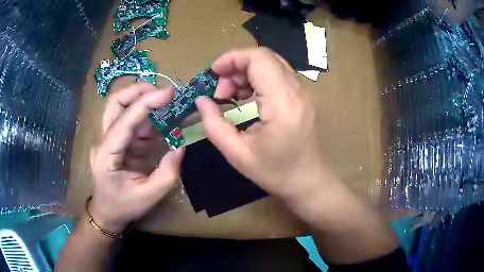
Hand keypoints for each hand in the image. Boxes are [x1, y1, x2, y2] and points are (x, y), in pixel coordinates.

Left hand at [89, 83, 183, 232]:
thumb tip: (180, 146)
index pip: (124, 121)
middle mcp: (104, 141)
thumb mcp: (149, 196)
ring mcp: (110, 139)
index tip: (169, 93)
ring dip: (143, 100)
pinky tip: (163, 118)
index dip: (146, 103)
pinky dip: (148, 116)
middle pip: (115, 103)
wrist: (107, 212)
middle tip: (163, 93)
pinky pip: (132, 121)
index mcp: (107, 155)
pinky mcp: (119, 141)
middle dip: (138, 91)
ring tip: (166, 102)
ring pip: (121, 107)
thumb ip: (167, 173)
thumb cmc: (124, 206)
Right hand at [195, 48, 331, 199]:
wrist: (310, 183)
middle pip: (265, 57)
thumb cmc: (276, 173)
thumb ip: (214, 124)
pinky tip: (248, 100)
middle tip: (221, 91)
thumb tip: (201, 100)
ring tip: (232, 96)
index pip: (258, 59)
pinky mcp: (305, 98)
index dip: (232, 58)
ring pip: (272, 65)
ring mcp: (305, 93)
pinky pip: (279, 76)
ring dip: (247, 73)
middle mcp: (297, 91)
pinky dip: (259, 80)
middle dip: (237, 67)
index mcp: (282, 103)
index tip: (213, 73)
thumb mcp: (238, 154)